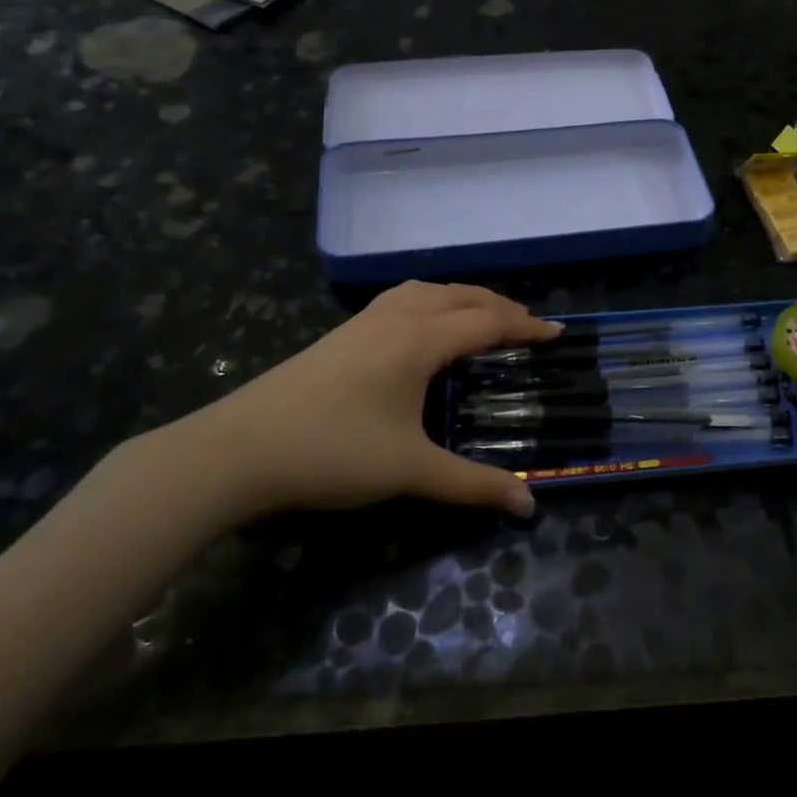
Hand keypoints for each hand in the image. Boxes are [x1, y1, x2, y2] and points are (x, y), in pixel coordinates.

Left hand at [166, 281, 559, 518]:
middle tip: (527, 326)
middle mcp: (397, 318)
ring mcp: (363, 322)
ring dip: (463, 298)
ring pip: (428, 291)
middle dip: (499, 306)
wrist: (238, 449)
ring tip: (481, 318)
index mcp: (420, 340)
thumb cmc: (333, 452)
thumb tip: (529, 506)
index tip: (558, 333)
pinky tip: (423, 327)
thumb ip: (472, 485)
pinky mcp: (341, 334)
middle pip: (461, 296)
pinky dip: (432, 301)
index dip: (527, 326)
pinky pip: (403, 299)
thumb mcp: (410, 470)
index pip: (488, 321)